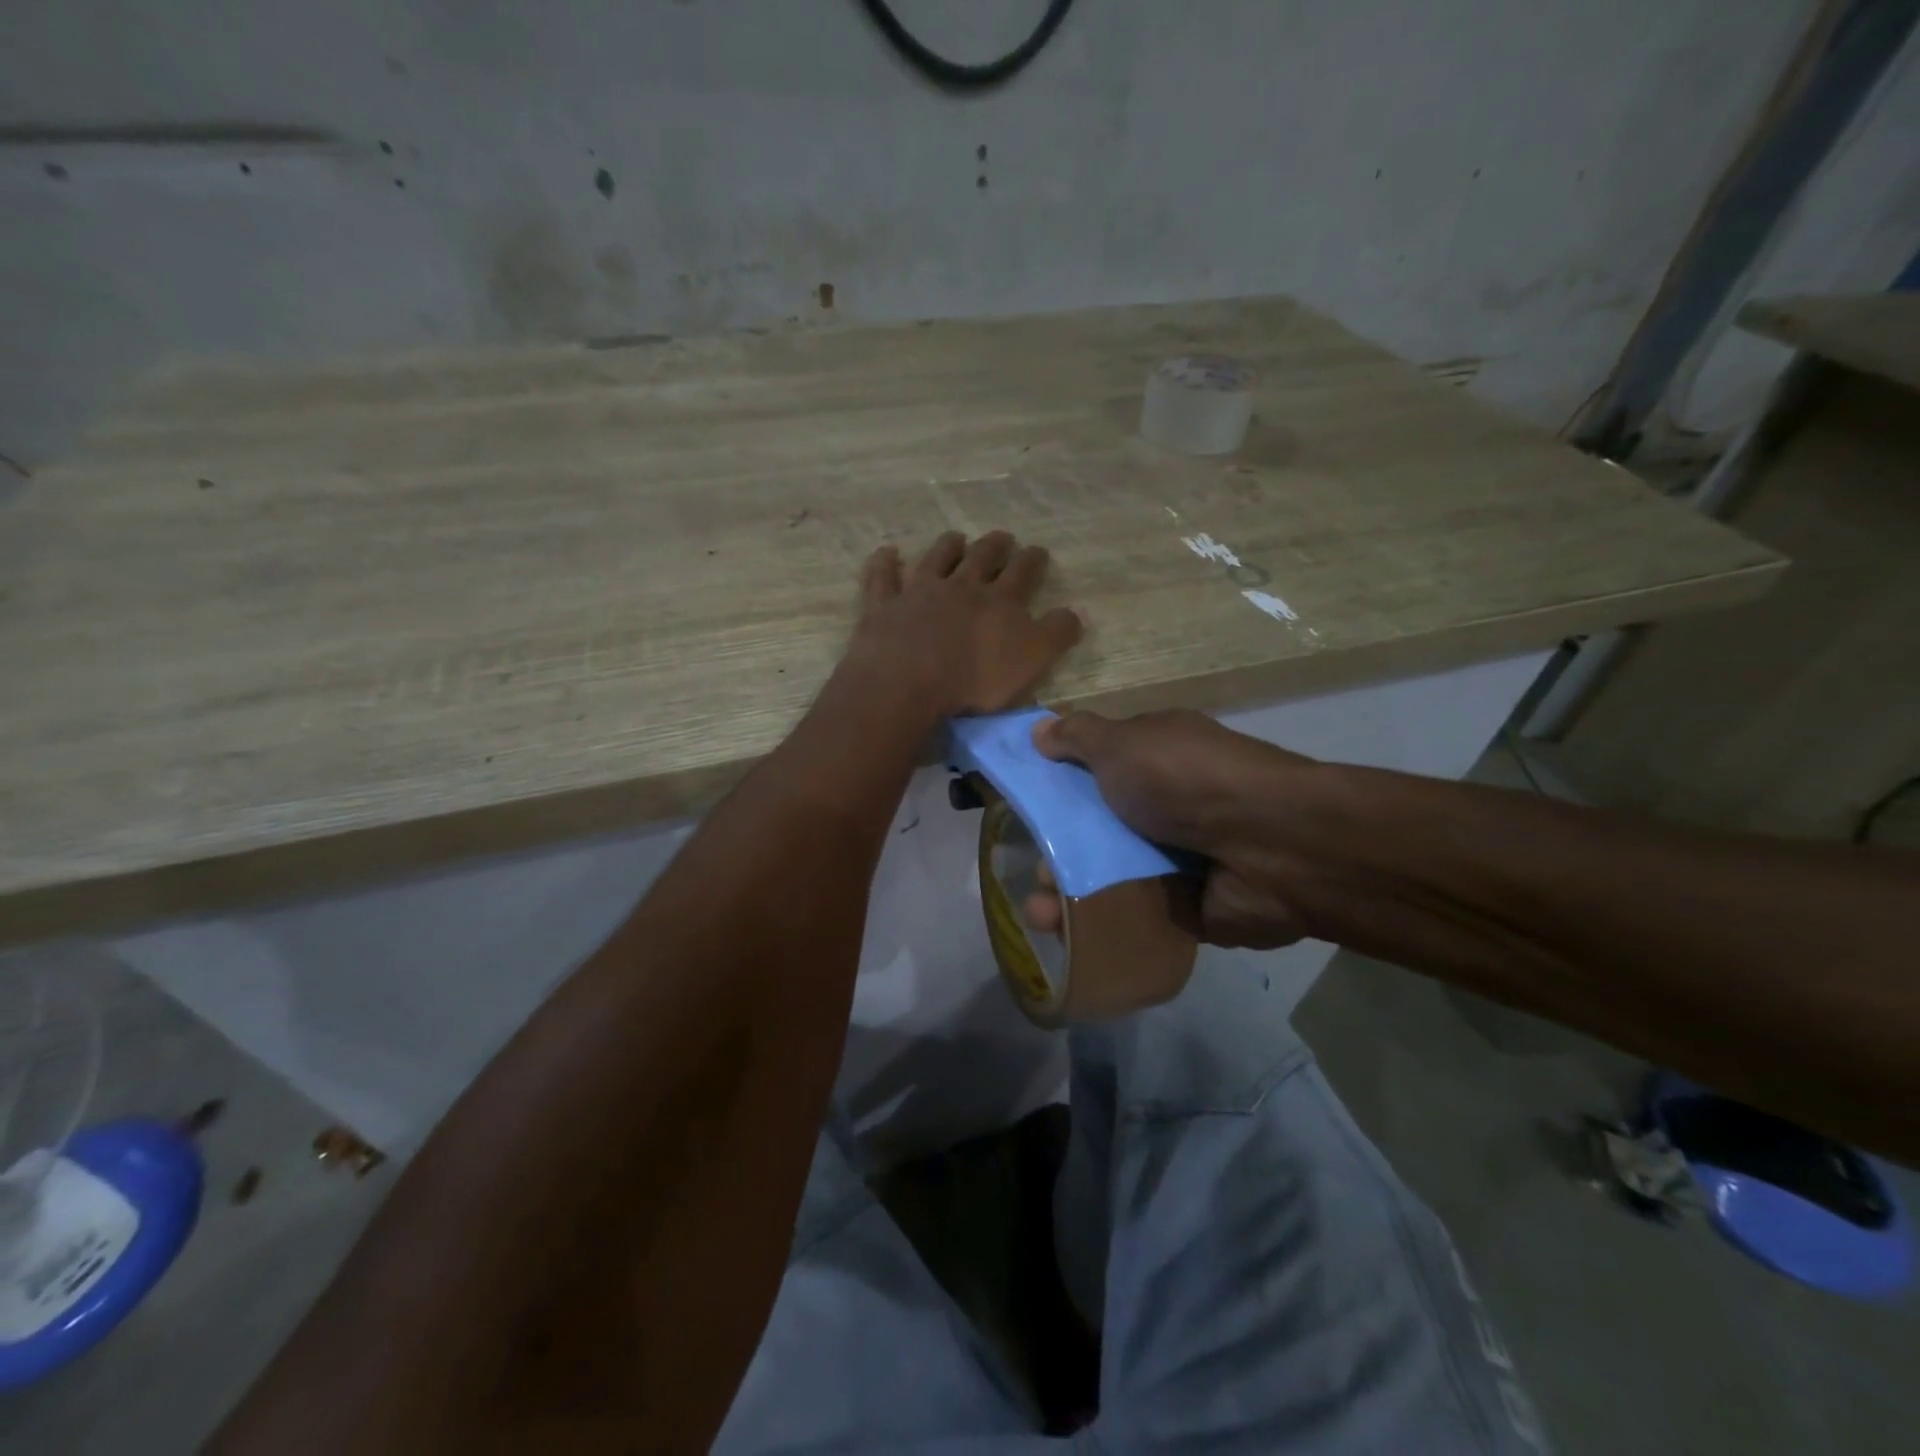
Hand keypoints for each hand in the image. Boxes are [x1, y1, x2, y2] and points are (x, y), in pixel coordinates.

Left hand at [845, 531, 1082, 720]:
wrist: (908, 682)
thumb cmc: (975, 679)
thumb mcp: (1031, 660)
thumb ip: (1057, 634)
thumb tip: (1080, 610)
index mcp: (999, 601)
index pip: (1023, 572)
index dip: (1033, 559)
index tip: (1038, 551)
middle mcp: (960, 587)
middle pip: (981, 558)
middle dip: (995, 546)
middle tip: (1003, 537)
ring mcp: (918, 592)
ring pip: (936, 559)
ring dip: (947, 546)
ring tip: (956, 537)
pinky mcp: (883, 606)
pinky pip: (883, 577)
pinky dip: (884, 563)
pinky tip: (887, 552)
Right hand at [1025, 709, 1312, 950]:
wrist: (1268, 846)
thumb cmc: (1184, 780)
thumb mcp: (1122, 743)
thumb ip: (1078, 737)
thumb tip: (1039, 731)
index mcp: (1156, 757)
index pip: (1099, 768)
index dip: (1060, 785)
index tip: (1025, 807)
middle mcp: (1168, 804)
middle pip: (1100, 827)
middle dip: (1059, 850)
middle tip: (1034, 872)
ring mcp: (1180, 856)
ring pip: (1112, 875)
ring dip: (1072, 894)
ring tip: (1042, 916)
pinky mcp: (1188, 906)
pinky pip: (1135, 914)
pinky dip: (1102, 924)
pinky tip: (1067, 937)